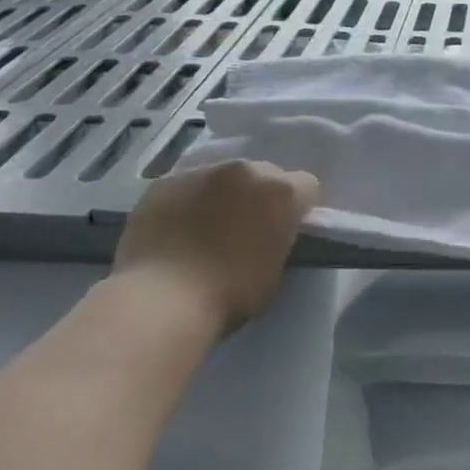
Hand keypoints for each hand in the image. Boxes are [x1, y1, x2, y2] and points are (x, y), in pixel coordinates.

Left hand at [112, 160, 319, 333]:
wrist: (162, 299)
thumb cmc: (230, 293)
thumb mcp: (275, 271)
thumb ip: (279, 240)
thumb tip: (269, 236)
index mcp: (281, 192)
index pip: (307, 186)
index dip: (299, 208)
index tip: (287, 229)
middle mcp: (245, 170)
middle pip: (264, 173)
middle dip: (260, 195)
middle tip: (247, 227)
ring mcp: (201, 172)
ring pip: (222, 176)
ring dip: (222, 195)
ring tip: (206, 228)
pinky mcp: (164, 182)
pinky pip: (186, 186)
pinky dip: (188, 201)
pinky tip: (177, 229)